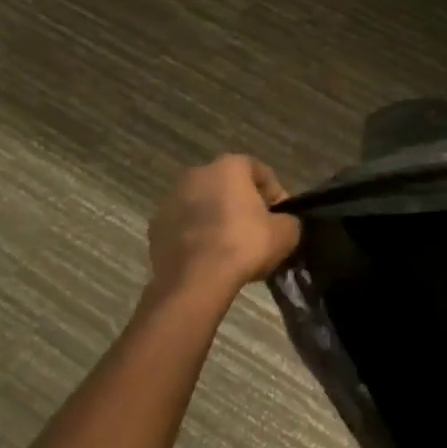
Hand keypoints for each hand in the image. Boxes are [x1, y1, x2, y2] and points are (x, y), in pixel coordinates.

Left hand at [142, 155, 300, 323]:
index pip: (261, 172)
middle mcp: (197, 174)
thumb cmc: (244, 245)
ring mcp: (171, 200)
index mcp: (230, 166)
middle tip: (258, 232)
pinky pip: (185, 227)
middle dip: (244, 205)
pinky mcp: (156, 227)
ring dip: (218, 219)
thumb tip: (284, 223)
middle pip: (229, 186)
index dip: (276, 195)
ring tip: (232, 248)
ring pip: (204, 206)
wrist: (195, 280)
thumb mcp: (286, 233)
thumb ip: (290, 220)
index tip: (281, 218)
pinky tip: (209, 258)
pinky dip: (197, 236)